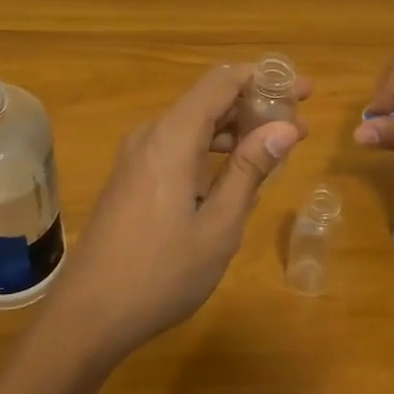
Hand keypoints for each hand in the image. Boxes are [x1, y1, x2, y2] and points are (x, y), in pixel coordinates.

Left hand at [51, 63, 308, 360]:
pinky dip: (211, 149)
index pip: (222, 81)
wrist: (89, 315)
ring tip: (276, 149)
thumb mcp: (219, 225)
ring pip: (193, 124)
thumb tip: (286, 128)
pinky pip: (178, 146)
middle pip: (208, 99)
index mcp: (171, 137)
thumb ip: (251, 170)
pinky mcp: (131, 178)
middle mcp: (151, 135)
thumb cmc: (162, 273)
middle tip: (298, 127)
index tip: (303, 91)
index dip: (265, 78)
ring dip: (235, 129)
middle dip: (256, 105)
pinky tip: (236, 174)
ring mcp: (136, 157)